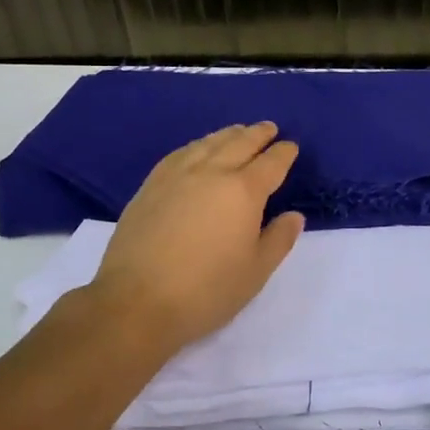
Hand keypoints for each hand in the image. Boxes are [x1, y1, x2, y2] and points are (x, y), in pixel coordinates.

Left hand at [87, 122, 305, 355]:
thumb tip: (293, 215)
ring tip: (238, 132)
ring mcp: (177, 176)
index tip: (291, 147)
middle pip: (239, 143)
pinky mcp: (150, 186)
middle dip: (258, 134)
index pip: (271, 163)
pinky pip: (180, 153)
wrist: (136, 301)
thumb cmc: (206, 291)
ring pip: (208, 143)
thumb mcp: (256, 272)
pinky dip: (197, 145)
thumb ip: (279, 239)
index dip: (284, 153)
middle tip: (269, 128)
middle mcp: (211, 173)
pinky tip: (197, 149)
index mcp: (243, 192)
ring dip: (228, 134)